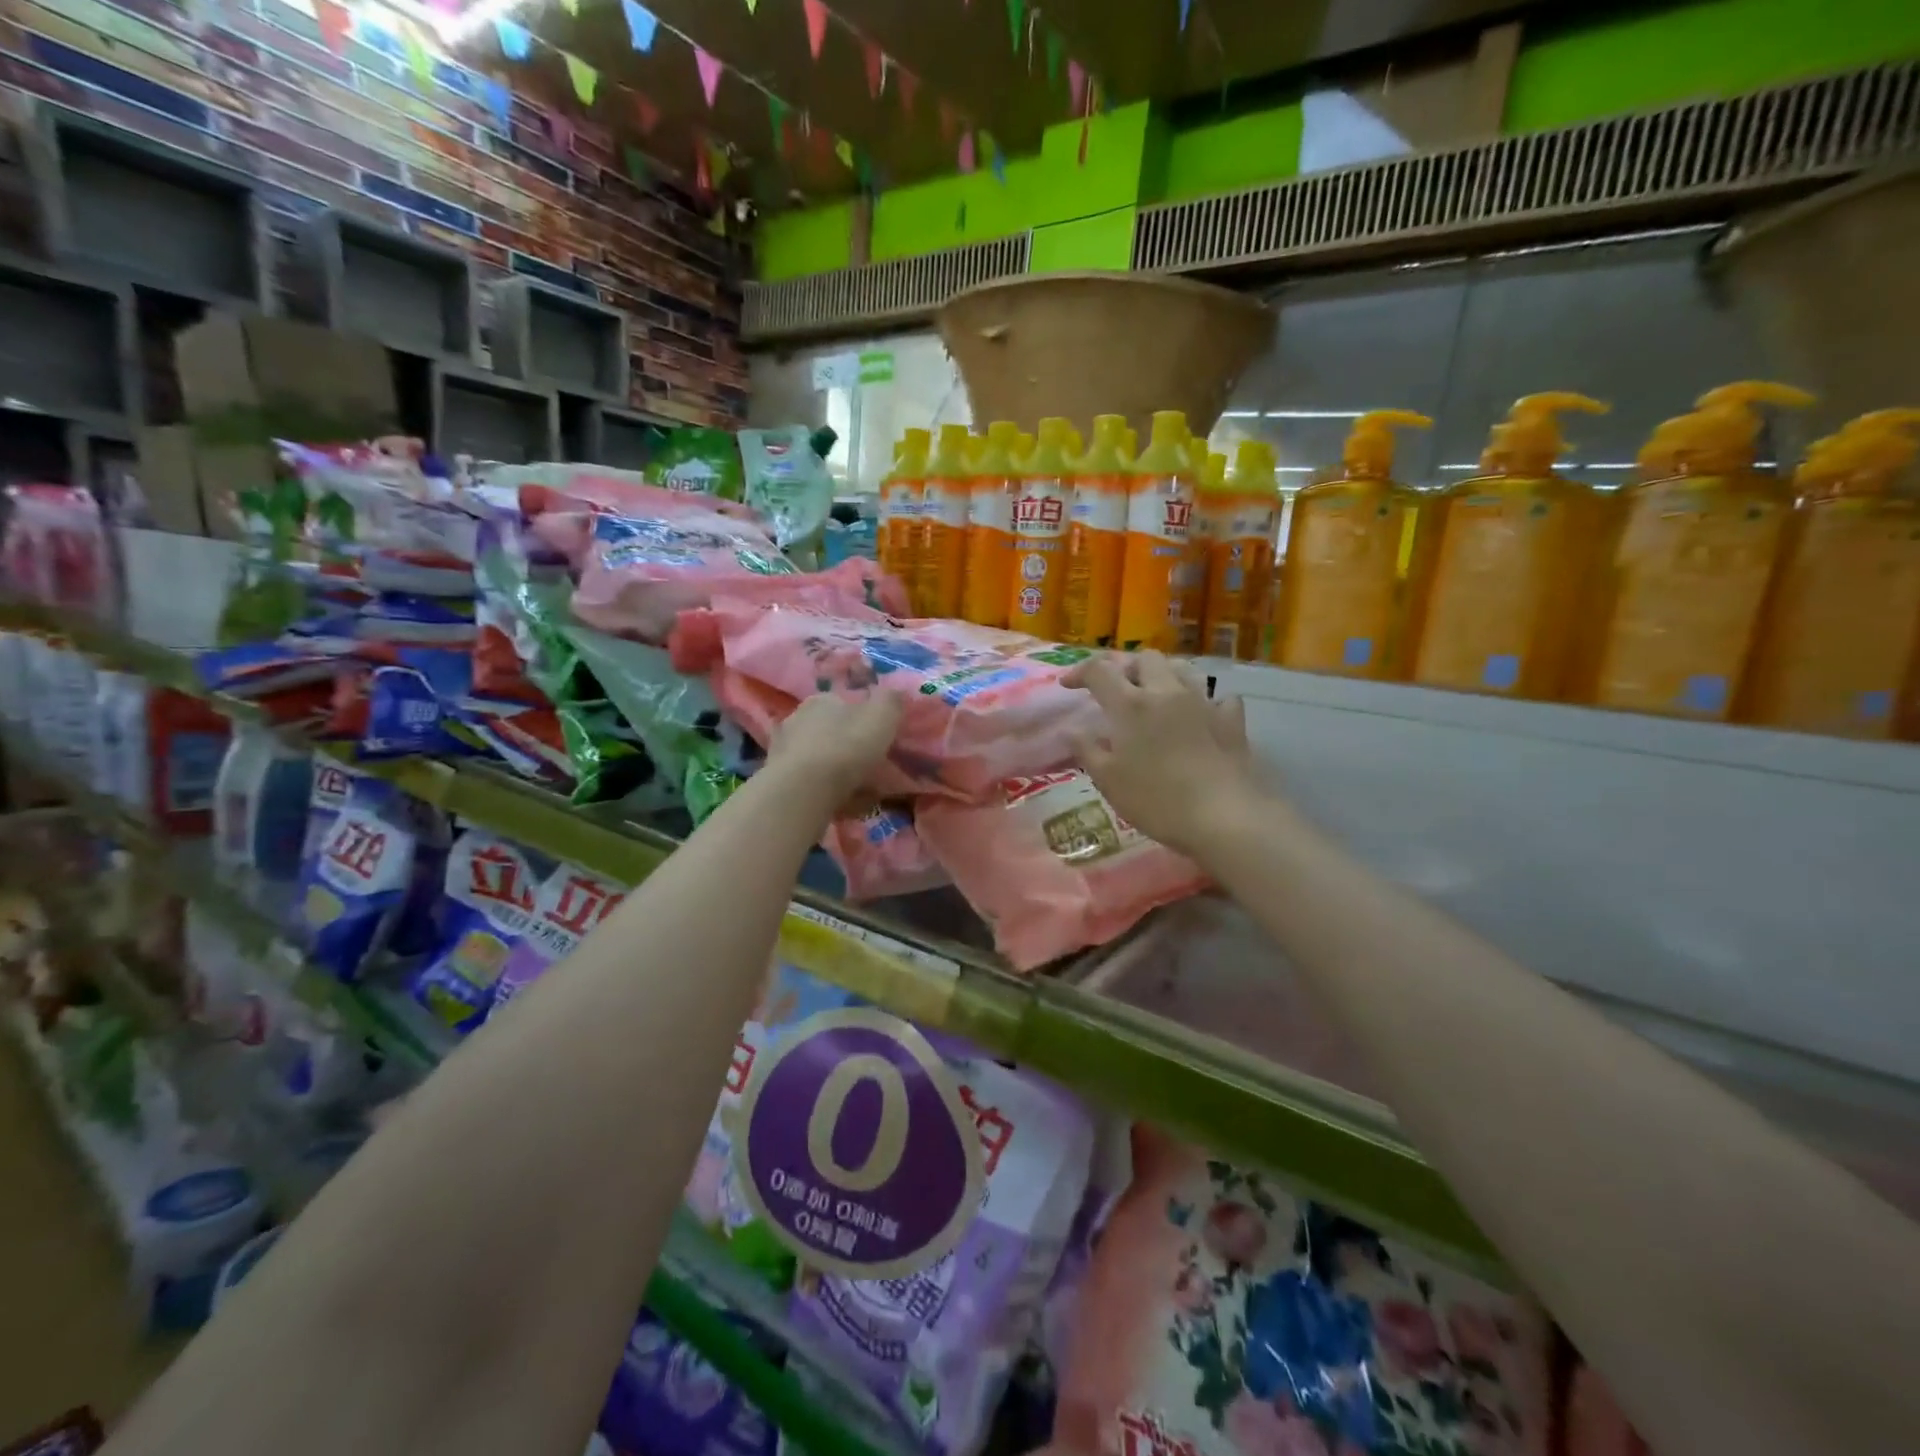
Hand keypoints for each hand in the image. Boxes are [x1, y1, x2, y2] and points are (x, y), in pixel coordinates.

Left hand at [766, 689, 904, 807]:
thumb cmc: (847, 746)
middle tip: (868, 766)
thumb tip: (896, 694)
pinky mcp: (776, 778)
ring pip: (816, 756)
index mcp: (822, 700)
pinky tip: (838, 801)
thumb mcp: (882, 716)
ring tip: (855, 789)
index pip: (843, 703)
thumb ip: (892, 701)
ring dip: (833, 769)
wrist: (804, 789)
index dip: (863, 719)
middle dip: (846, 745)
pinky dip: (822, 789)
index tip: (878, 738)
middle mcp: (797, 718)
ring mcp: (782, 749)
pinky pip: (807, 781)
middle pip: (827, 730)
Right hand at [1064, 651, 1257, 858]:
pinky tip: (1200, 715)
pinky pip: (1217, 696)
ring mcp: (1202, 701)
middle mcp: (1166, 691)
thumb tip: (1072, 730)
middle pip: (1143, 659)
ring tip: (1154, 695)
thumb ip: (1087, 750)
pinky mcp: (1230, 719)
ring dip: (1162, 675)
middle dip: (1125, 668)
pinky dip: (1204, 701)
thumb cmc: (1157, 800)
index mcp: (1130, 704)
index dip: (1080, 672)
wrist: (1224, 815)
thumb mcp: (1109, 781)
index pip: (1099, 671)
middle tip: (1115, 690)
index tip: (1068, 686)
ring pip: (1180, 668)